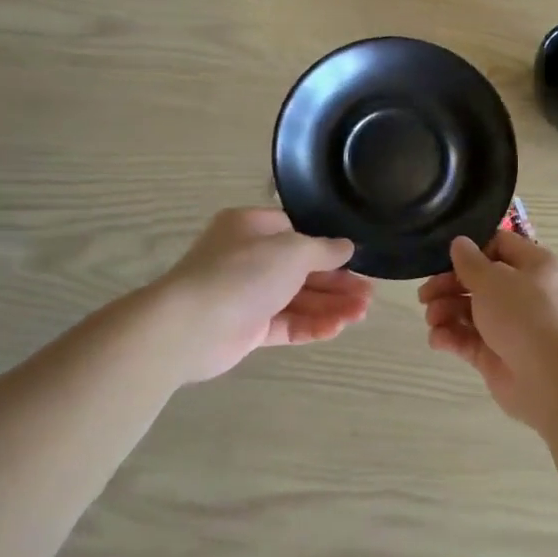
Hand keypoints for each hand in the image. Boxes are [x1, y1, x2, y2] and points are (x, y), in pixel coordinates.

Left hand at [158, 208, 372, 381]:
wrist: (189, 326)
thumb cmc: (242, 273)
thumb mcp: (293, 250)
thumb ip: (324, 249)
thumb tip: (347, 247)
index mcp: (252, 227)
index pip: (297, 232)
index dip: (328, 247)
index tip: (358, 260)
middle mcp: (248, 258)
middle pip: (301, 269)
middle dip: (336, 282)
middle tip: (368, 295)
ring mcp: (246, 295)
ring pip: (296, 299)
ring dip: (329, 305)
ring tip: (361, 314)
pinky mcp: (246, 329)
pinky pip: (285, 324)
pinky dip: (310, 325)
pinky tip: (336, 329)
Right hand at [418, 231, 557, 430]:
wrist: (550, 379)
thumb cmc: (525, 315)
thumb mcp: (493, 279)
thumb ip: (470, 262)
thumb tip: (460, 243)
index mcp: (535, 267)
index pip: (501, 246)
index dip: (472, 250)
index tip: (445, 258)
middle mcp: (526, 294)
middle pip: (480, 281)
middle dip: (449, 285)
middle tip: (424, 295)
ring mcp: (512, 327)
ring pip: (472, 311)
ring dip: (446, 311)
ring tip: (431, 319)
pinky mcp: (498, 356)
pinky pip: (470, 340)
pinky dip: (452, 337)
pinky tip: (437, 339)